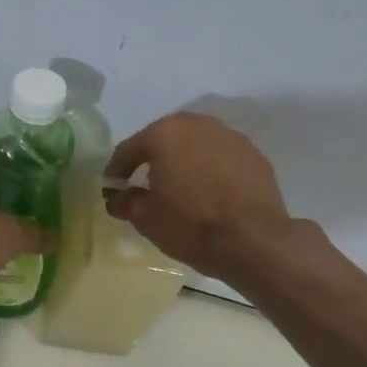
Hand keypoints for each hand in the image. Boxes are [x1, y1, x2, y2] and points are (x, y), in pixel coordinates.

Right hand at [104, 113, 293, 279]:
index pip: (130, 149)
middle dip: (153, 159)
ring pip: (197, 145)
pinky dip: (211, 170)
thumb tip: (118, 198)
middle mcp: (198, 125)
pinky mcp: (254, 155)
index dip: (116, 170)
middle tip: (145, 183)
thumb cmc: (191, 225)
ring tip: (181, 187)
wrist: (254, 241)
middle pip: (166, 139)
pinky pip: (222, 158)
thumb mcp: (146, 219)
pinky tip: (210, 192)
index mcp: (165, 134)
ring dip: (185, 161)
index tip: (111, 188)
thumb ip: (127, 202)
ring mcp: (230, 137)